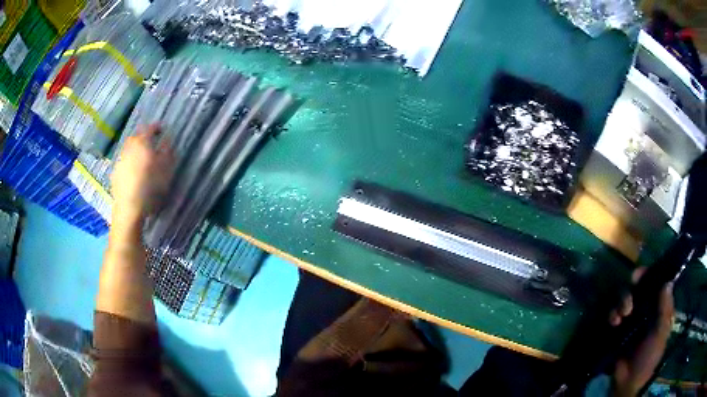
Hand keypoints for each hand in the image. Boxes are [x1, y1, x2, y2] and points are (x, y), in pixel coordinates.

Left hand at [111, 124, 174, 222]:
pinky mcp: (115, 173)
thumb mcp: (165, 169)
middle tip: (151, 145)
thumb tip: (167, 138)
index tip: (162, 130)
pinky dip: (129, 163)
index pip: (150, 128)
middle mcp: (129, 147)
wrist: (129, 209)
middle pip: (136, 136)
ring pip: (128, 149)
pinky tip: (133, 174)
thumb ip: (167, 151)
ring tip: (142, 160)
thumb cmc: (150, 187)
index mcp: (142, 142)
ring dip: (135, 151)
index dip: (157, 128)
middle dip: (144, 138)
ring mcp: (120, 160)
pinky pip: (123, 162)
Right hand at [610, 268, 674, 396]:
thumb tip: (667, 282)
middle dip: (633, 288)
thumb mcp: (660, 335)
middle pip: (639, 288)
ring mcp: (631, 319)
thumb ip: (665, 311)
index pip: (656, 283)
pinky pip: (614, 313)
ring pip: (625, 298)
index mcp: (659, 308)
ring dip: (622, 301)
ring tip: (621, 315)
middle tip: (631, 289)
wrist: (627, 382)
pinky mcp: (618, 328)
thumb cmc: (648, 358)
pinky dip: (613, 314)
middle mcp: (646, 309)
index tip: (641, 274)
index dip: (650, 275)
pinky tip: (614, 322)